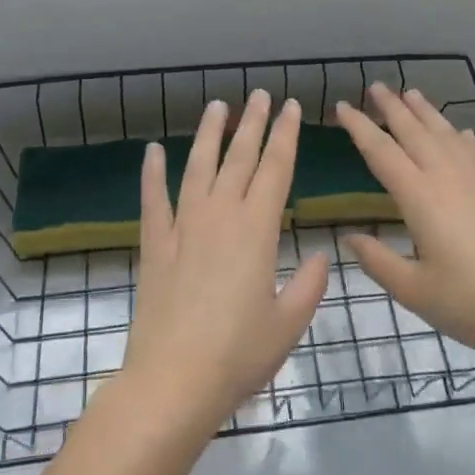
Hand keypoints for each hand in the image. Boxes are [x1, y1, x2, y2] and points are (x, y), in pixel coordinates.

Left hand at [121, 92, 329, 434]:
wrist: (173, 380)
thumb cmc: (238, 354)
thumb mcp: (288, 324)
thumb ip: (309, 285)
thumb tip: (322, 255)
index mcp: (257, 230)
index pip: (276, 169)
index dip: (285, 135)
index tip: (291, 107)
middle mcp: (220, 215)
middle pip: (239, 158)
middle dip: (253, 123)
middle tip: (260, 95)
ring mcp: (183, 226)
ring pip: (198, 167)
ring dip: (209, 134)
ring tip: (218, 106)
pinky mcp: (155, 244)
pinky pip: (153, 200)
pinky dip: (152, 173)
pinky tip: (152, 151)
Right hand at [337, 84, 474, 367]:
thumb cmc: (468, 302)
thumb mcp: (412, 289)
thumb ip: (377, 261)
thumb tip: (350, 238)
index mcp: (419, 197)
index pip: (381, 152)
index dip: (359, 127)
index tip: (342, 106)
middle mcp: (446, 178)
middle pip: (414, 131)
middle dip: (392, 107)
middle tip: (376, 86)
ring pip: (445, 134)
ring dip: (426, 112)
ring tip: (411, 93)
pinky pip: (474, 151)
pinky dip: (461, 136)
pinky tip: (459, 132)